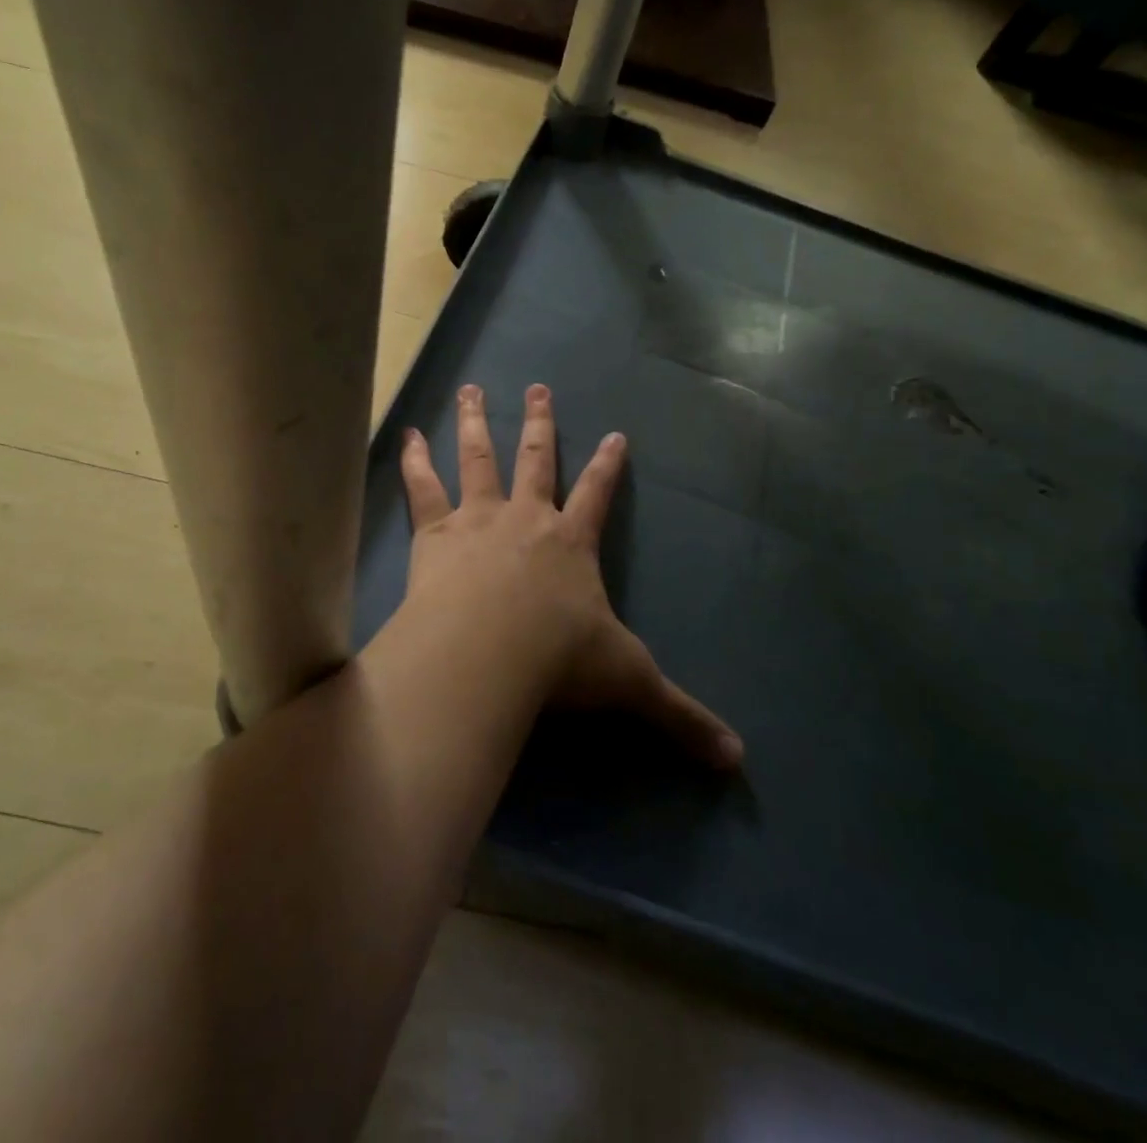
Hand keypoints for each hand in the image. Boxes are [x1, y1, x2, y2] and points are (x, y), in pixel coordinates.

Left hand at [398, 383, 742, 770]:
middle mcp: (526, 518)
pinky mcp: (434, 534)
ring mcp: (478, 519)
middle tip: (537, 386)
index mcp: (572, 544)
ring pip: (478, 458)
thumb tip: (738, 760)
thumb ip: (680, 717)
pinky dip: (414, 460)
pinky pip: (423, 488)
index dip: (608, 466)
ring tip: (470, 389)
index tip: (616, 434)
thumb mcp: (629, 686)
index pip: (598, 495)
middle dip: (540, 423)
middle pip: (536, 458)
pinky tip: (407, 434)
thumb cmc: (559, 662)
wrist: (487, 653)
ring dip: (475, 422)